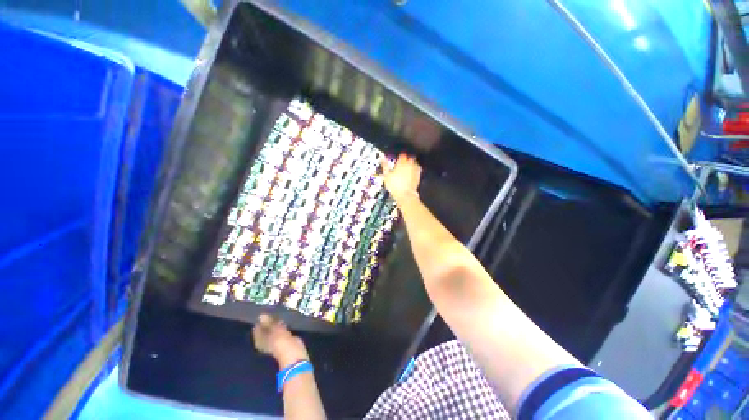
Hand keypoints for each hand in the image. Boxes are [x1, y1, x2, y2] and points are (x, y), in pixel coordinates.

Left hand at [253, 314, 308, 367]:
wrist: (293, 352)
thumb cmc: (281, 342)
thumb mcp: (274, 330)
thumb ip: (268, 322)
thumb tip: (261, 315)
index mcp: (259, 340)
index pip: (257, 327)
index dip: (260, 319)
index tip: (265, 309)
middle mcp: (265, 340)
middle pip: (264, 328)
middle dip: (268, 319)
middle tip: (273, 307)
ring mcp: (274, 340)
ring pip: (273, 328)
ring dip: (275, 321)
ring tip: (279, 310)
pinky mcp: (283, 338)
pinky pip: (280, 329)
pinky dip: (281, 324)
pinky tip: (284, 317)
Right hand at [380, 153, 421, 202]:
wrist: (404, 195)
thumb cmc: (395, 186)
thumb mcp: (386, 175)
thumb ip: (385, 165)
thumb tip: (382, 158)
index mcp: (402, 163)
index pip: (402, 155)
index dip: (400, 156)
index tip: (398, 159)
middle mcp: (410, 165)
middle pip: (410, 158)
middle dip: (407, 159)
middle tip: (402, 163)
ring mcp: (415, 171)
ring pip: (415, 163)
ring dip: (412, 164)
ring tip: (407, 167)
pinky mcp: (418, 176)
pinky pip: (418, 170)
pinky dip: (416, 170)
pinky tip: (412, 173)